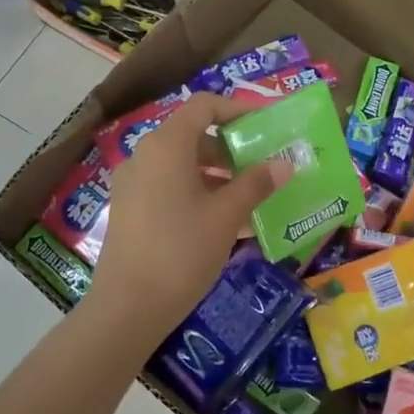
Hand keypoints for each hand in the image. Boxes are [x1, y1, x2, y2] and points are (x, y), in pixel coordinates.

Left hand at [91, 93, 288, 329]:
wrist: (128, 307)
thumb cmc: (182, 251)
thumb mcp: (226, 216)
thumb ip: (256, 184)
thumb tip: (285, 164)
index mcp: (167, 146)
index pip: (205, 106)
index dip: (238, 109)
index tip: (267, 124)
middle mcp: (145, 155)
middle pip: (193, 135)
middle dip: (232, 147)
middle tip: (264, 165)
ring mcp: (133, 183)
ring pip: (182, 164)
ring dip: (218, 174)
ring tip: (250, 196)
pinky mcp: (130, 209)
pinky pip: (169, 187)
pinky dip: (198, 192)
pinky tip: (223, 221)